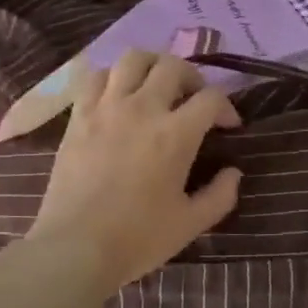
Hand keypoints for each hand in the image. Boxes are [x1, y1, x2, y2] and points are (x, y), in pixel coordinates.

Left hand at [26, 50, 242, 290]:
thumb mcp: (191, 223)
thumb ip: (220, 195)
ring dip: (153, 66)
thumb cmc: (138, 238)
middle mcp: (143, 109)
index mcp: (176, 134)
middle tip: (194, 100)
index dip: (227, 107)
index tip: (228, 126)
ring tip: (157, 86)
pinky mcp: (78, 116)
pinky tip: (119, 95)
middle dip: (193, 78)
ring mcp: (106, 108)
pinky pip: (96, 76)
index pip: (211, 98)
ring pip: (133, 59)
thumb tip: (233, 172)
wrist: (75, 247)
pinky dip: (113, 77)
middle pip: (173, 66)